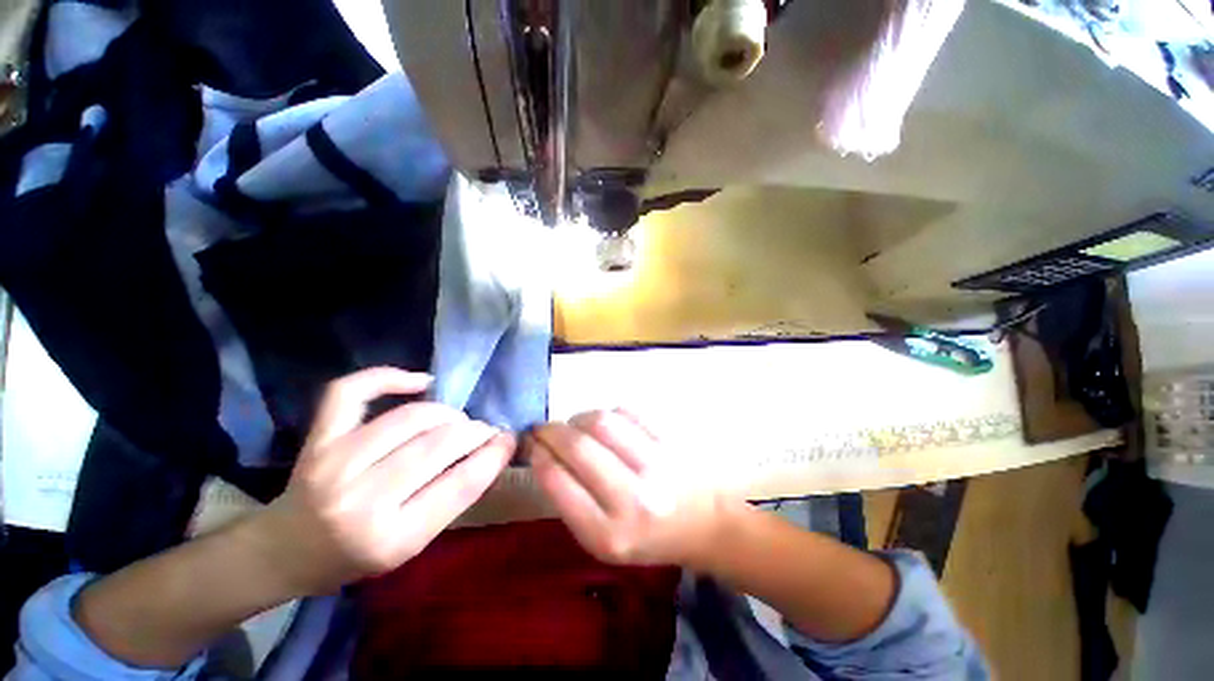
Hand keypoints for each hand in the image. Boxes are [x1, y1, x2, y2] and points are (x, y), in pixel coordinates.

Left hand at [255, 367, 514, 595]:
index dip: (494, 454)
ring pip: (411, 417)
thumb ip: (451, 497)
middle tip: (485, 430)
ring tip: (456, 420)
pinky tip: (419, 382)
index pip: (461, 484)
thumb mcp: (412, 544)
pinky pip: (353, 391)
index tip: (510, 438)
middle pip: (439, 445)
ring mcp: (335, 463)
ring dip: (447, 413)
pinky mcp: (318, 439)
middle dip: (475, 431)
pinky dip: (389, 377)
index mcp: (391, 539)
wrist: (283, 551)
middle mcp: (360, 500)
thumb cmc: (354, 557)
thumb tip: (491, 450)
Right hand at [527, 408, 724, 568]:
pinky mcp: (670, 439)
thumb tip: (545, 453)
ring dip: (577, 418)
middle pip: (578, 446)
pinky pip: (626, 412)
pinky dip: (607, 414)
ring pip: (601, 421)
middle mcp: (633, 498)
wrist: (707, 522)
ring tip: (575, 426)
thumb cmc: (649, 536)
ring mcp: (655, 463)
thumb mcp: (603, 539)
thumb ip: (571, 501)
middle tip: (543, 428)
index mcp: (609, 534)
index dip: (539, 456)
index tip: (532, 445)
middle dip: (551, 431)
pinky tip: (606, 425)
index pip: (560, 482)